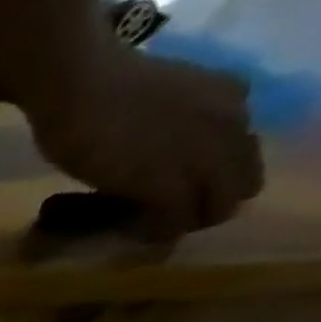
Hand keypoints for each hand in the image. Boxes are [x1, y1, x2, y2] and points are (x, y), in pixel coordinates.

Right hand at [25, 44, 263, 236]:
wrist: (80, 85)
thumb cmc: (102, 86)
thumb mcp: (159, 99)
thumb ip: (173, 122)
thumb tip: (154, 151)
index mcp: (231, 99)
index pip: (240, 153)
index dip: (209, 178)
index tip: (172, 191)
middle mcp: (230, 126)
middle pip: (239, 186)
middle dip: (204, 206)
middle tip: (161, 217)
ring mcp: (201, 158)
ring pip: (214, 208)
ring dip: (181, 222)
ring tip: (145, 226)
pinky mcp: (166, 186)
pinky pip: (173, 224)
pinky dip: (155, 235)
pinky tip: (131, 235)